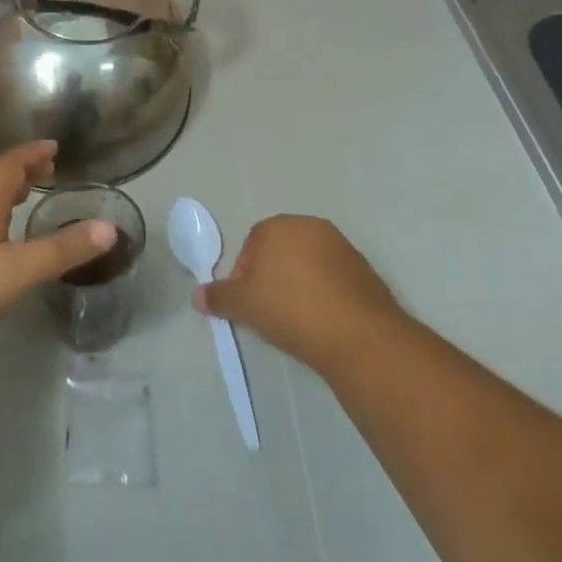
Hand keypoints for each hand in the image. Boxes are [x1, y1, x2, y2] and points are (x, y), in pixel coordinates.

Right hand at [194, 216, 406, 375]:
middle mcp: (311, 227)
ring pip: (308, 265)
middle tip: (269, 312)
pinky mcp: (365, 271)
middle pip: (281, 251)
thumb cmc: (291, 309)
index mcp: (280, 226)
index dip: (244, 276)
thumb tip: (197, 296)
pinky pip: (333, 280)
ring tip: (297, 321)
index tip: (248, 304)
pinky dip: (324, 295)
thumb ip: (219, 297)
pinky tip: (322, 322)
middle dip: (272, 278)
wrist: (358, 336)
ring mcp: (342, 247)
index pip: (252, 245)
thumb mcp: (245, 305)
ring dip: (298, 286)